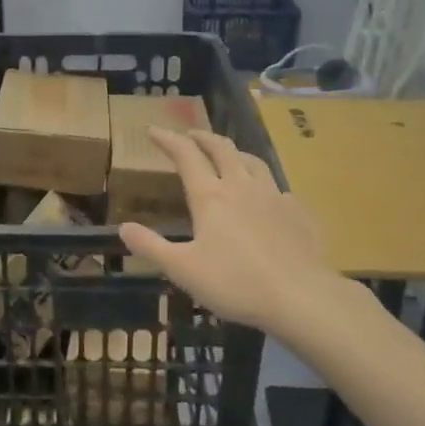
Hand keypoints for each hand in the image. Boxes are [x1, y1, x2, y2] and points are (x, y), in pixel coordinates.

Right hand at [118, 128, 345, 344]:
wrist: (300, 296)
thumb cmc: (235, 282)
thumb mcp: (182, 269)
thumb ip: (151, 247)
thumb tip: (124, 227)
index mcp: (211, 196)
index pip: (186, 156)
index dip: (168, 139)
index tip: (154, 130)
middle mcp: (242, 186)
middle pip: (222, 149)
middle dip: (203, 137)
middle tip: (191, 135)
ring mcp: (274, 197)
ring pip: (253, 162)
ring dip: (236, 153)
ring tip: (229, 156)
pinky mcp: (298, 213)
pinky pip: (279, 189)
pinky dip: (265, 186)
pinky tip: (267, 198)